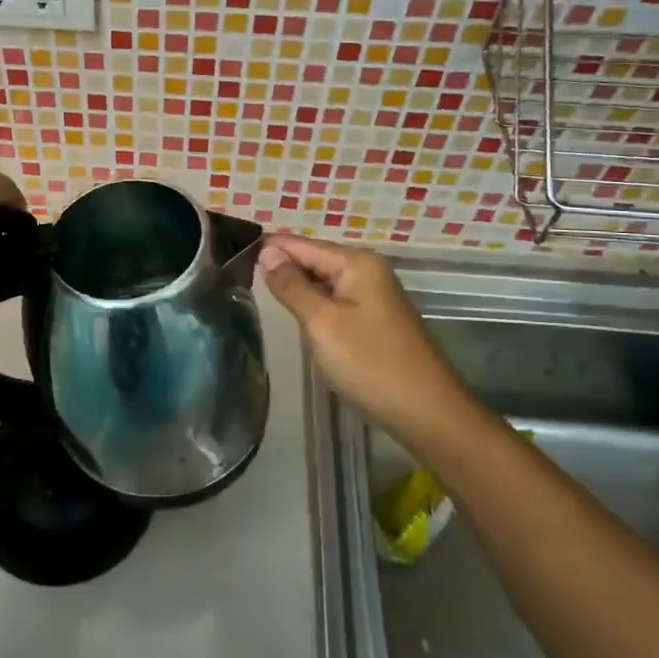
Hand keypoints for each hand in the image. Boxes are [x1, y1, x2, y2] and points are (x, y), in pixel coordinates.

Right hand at [258, 234, 471, 443]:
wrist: (427, 412)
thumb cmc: (370, 363)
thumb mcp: (321, 322)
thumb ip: (291, 285)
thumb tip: (266, 253)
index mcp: (356, 262)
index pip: (301, 244)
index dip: (268, 248)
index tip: (231, 255)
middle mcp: (367, 270)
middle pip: (313, 259)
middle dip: (280, 266)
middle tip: (237, 275)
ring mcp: (373, 296)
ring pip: (323, 281)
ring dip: (295, 286)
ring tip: (256, 291)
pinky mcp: (374, 319)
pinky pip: (335, 300)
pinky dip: (313, 304)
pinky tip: (294, 315)